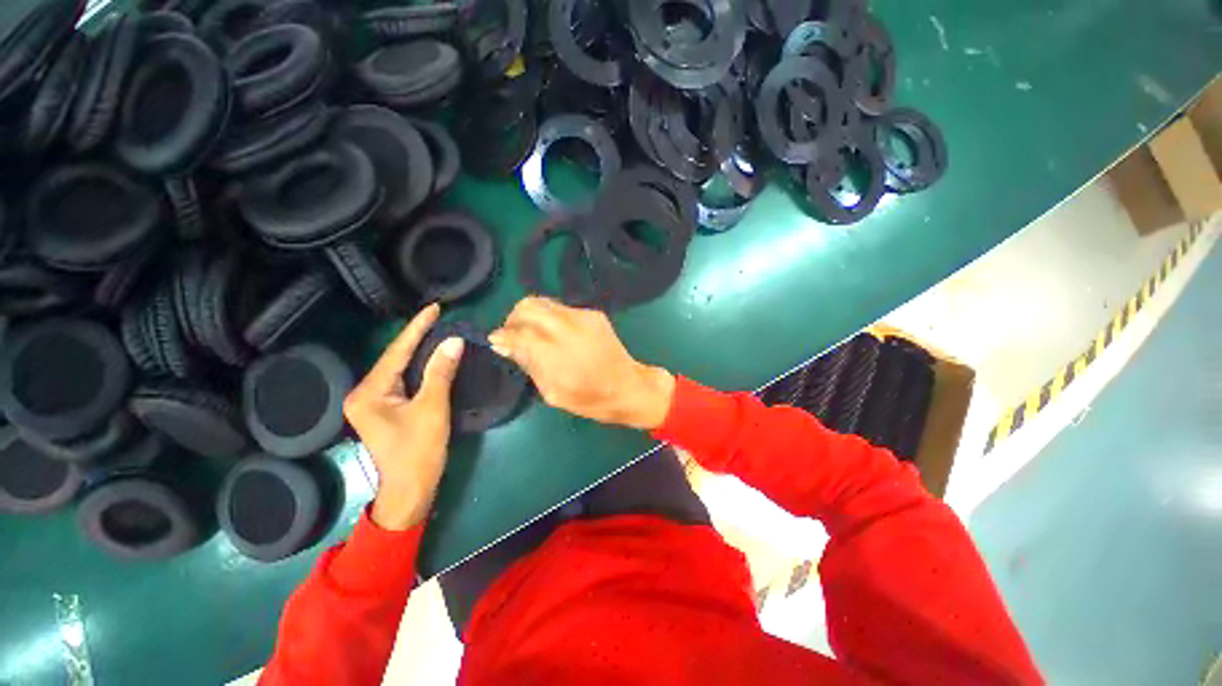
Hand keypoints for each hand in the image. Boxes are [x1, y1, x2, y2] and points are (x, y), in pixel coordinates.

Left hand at [344, 304, 464, 530]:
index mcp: (369, 392)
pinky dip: (419, 367)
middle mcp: (364, 393)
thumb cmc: (419, 451)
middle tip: (438, 317)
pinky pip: (403, 379)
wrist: (410, 491)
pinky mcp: (385, 409)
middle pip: (395, 358)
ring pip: (400, 368)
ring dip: (418, 350)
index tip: (434, 308)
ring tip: (437, 329)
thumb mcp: (433, 409)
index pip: (397, 352)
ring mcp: (373, 402)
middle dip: (416, 337)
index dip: (417, 328)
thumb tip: (453, 341)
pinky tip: (431, 356)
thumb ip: (441, 372)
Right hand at [488, 297, 674, 430]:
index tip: (496, 341)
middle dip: (514, 318)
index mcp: (557, 353)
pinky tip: (556, 334)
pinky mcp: (594, 313)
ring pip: (545, 302)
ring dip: (531, 315)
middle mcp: (569, 327)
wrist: (628, 386)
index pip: (520, 332)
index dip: (503, 335)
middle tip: (513, 334)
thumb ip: (528, 364)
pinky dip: (551, 318)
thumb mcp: (552, 392)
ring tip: (532, 333)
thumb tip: (504, 345)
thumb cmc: (590, 399)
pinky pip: (562, 308)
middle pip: (529, 306)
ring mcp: (584, 317)